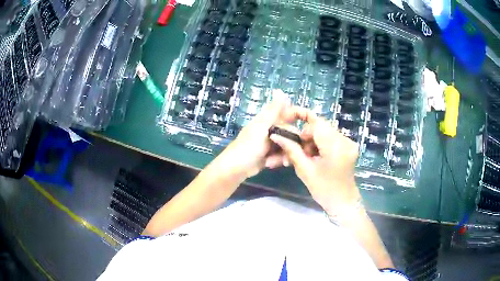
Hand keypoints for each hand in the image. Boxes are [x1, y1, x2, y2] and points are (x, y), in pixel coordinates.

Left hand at [216, 90, 293, 178]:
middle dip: (291, 143)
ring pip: (288, 144)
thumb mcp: (262, 127)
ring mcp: (271, 142)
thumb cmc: (248, 147)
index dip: (299, 117)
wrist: (236, 169)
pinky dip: (279, 160)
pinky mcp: (270, 154)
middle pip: (290, 132)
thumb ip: (273, 110)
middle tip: (291, 151)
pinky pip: (282, 154)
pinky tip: (272, 164)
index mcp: (268, 119)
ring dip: (285, 153)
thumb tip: (279, 90)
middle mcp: (271, 129)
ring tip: (281, 161)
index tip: (308, 128)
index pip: (288, 112)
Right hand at [269, 109, 360, 214]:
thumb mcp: (305, 170)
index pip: (316, 122)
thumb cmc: (324, 190)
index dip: (300, 116)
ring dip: (312, 141)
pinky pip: (330, 138)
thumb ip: (291, 149)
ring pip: (324, 132)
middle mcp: (345, 139)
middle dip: (305, 136)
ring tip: (306, 158)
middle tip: (297, 152)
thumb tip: (276, 134)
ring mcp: (348, 142)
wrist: (343, 203)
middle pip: (319, 126)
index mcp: (335, 146)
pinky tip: (315, 157)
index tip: (286, 121)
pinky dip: (320, 145)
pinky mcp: (349, 146)